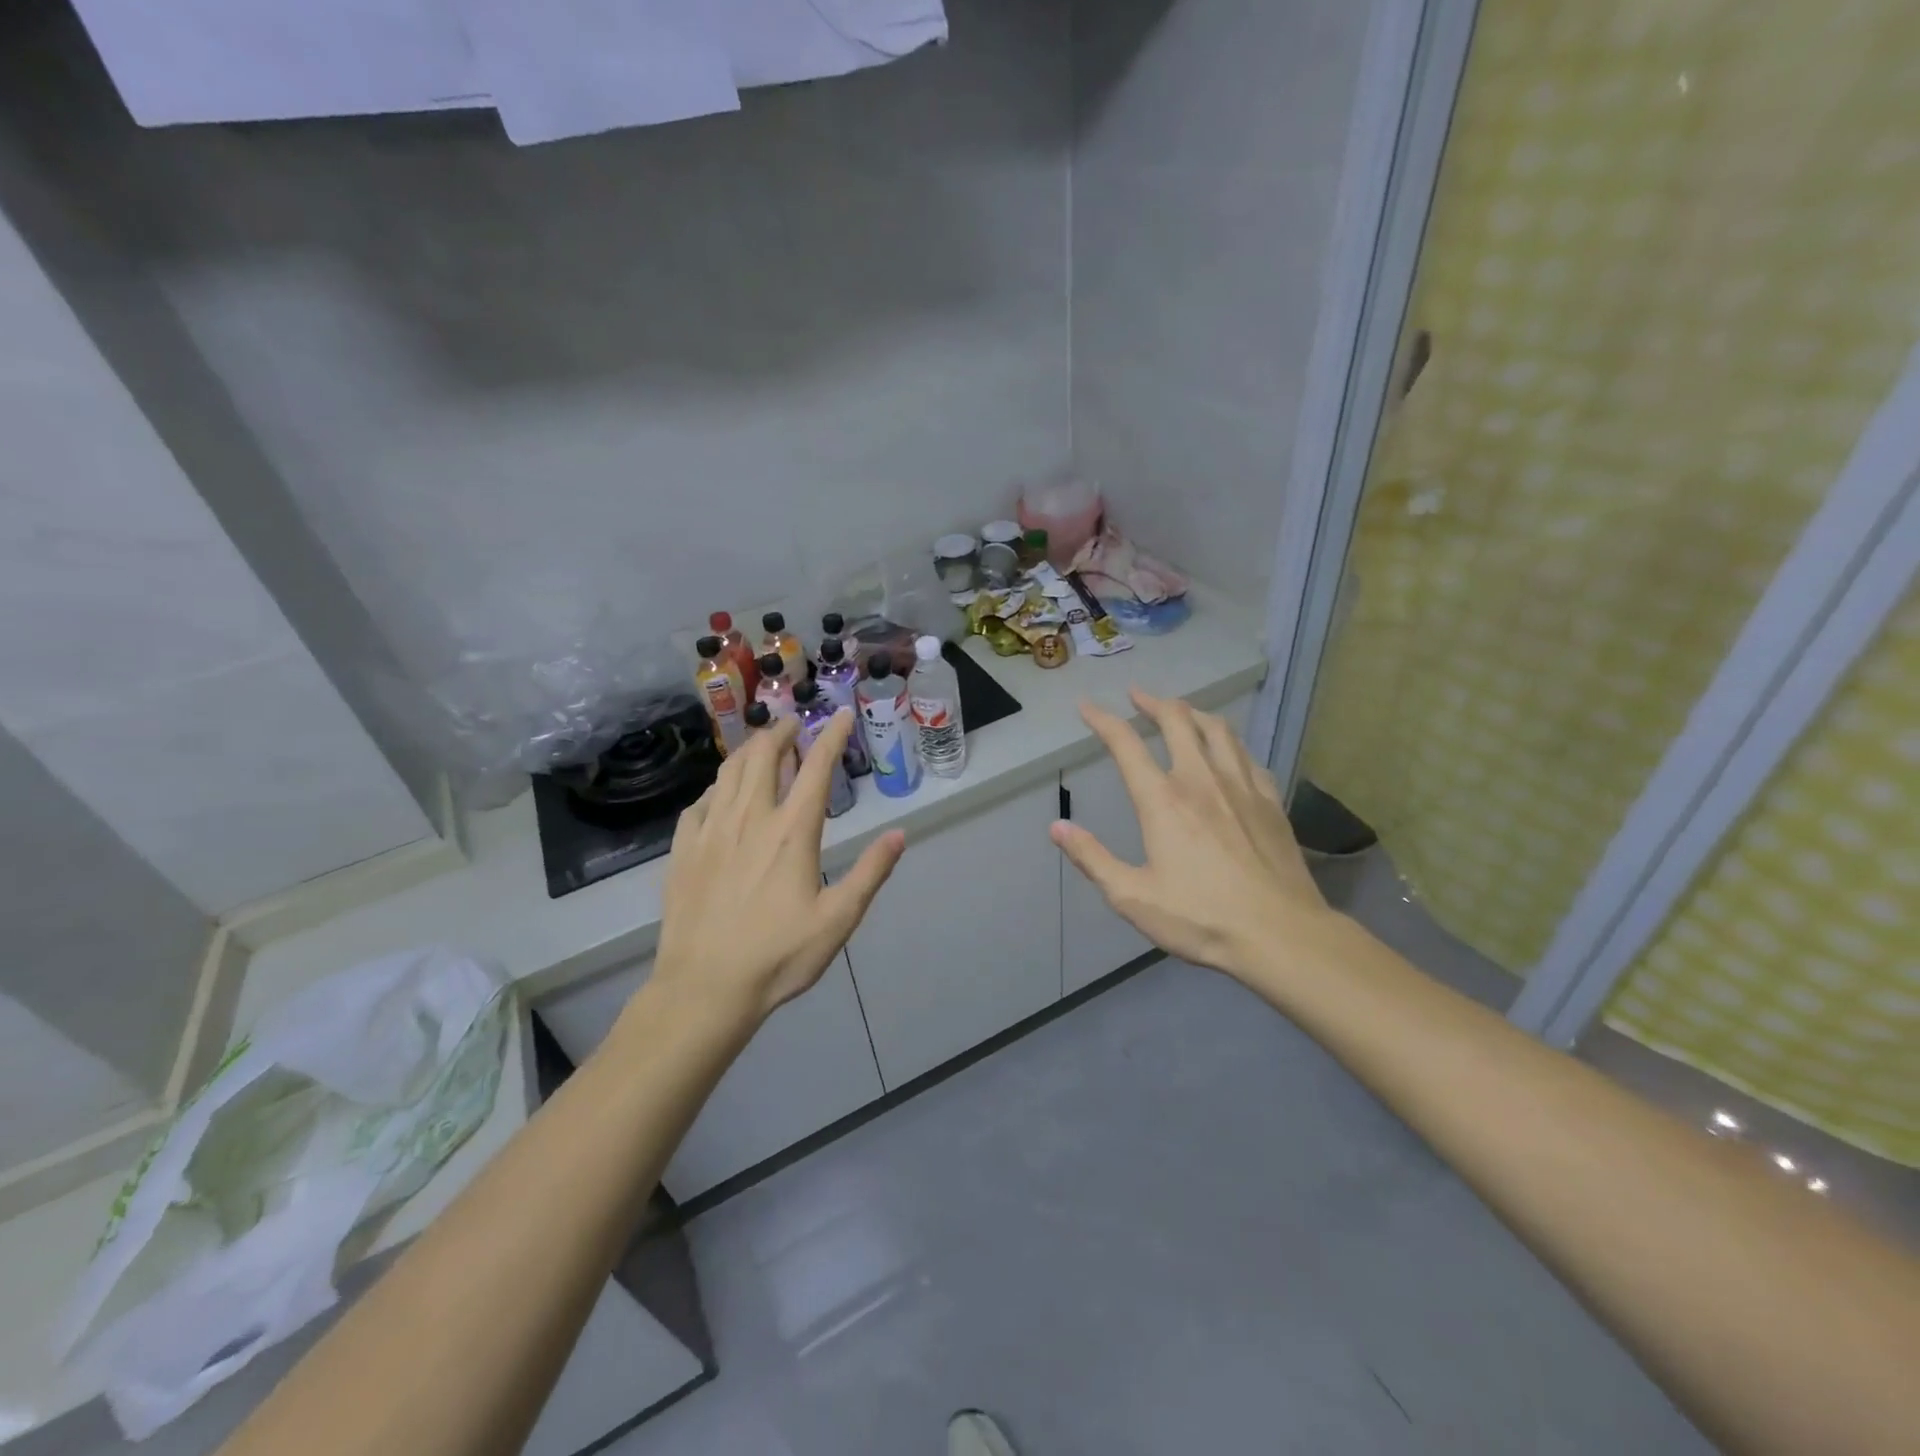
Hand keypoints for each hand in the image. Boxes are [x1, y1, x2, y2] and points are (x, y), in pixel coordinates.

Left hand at [650, 711, 904, 1021]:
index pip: (815, 768)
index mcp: (791, 832)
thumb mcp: (838, 920)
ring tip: (762, 745)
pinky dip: (717, 787)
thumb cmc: (779, 956)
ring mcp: (711, 831)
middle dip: (782, 733)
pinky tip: (721, 794)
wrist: (704, 988)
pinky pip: (700, 803)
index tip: (840, 715)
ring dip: (749, 751)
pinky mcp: (683, 850)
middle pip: (764, 757)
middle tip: (794, 725)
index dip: (831, 736)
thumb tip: (898, 834)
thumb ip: (870, 873)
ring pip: (729, 772)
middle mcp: (750, 819)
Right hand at [1051, 688, 1333, 980]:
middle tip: (1137, 695)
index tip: (1087, 706)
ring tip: (1180, 711)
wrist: (1280, 935)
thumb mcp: (1132, 897)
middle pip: (1177, 720)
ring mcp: (1242, 787)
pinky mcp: (1271, 801)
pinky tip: (1226, 750)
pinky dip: (1228, 742)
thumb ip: (1092, 858)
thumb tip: (1057, 827)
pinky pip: (1247, 755)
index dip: (1103, 720)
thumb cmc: (1201, 918)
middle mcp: (1201, 780)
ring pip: (1217, 729)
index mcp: (1163, 800)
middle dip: (1152, 702)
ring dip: (1192, 712)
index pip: (1126, 744)